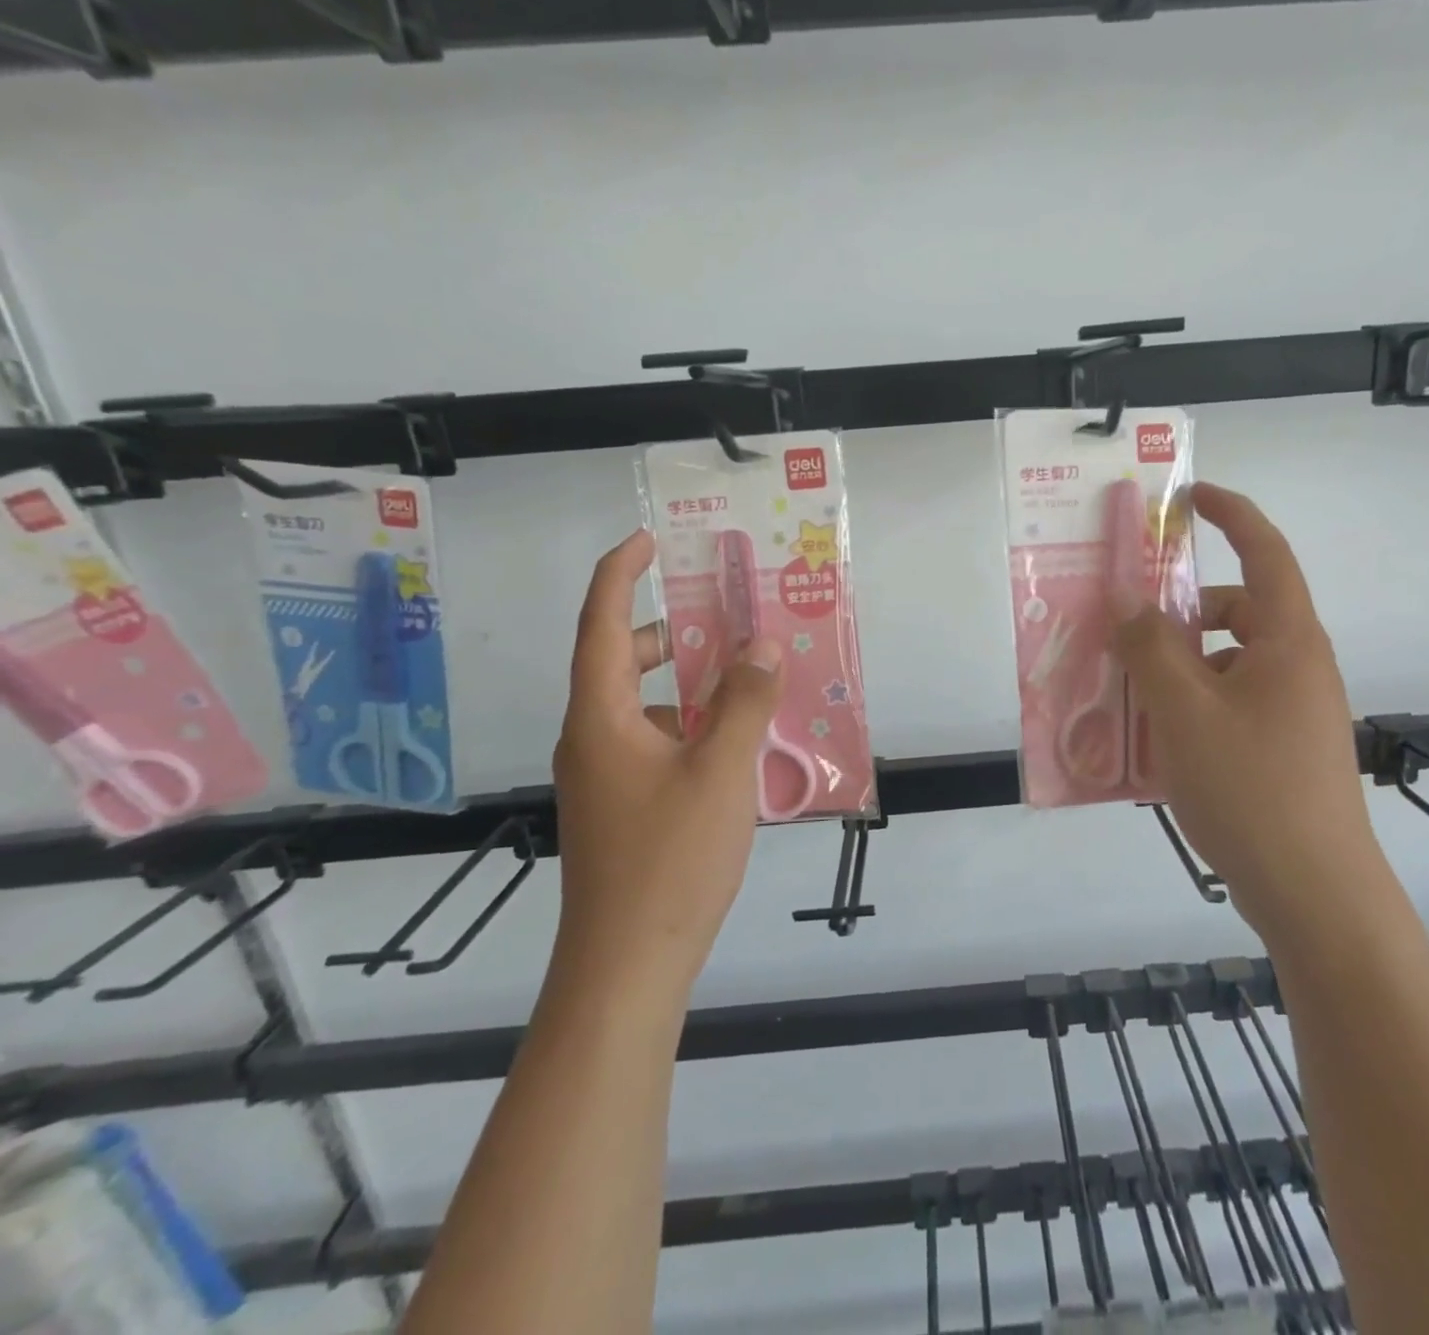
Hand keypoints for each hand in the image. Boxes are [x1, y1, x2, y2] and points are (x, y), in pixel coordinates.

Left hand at [551, 530, 782, 985]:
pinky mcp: (621, 806)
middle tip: (723, 615)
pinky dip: (690, 726)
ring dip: (688, 684)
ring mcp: (603, 777)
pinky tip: (735, 744)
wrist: (627, 966)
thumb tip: (760, 645)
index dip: (620, 575)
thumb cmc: (671, 859)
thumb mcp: (721, 771)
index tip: (646, 539)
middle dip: (671, 632)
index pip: (603, 625)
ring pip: (642, 707)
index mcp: (602, 718)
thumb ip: (743, 701)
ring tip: (745, 680)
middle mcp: (592, 739)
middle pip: (623, 662)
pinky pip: (654, 743)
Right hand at [1112, 484, 1373, 914]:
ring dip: (1176, 667)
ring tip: (1125, 696)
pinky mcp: (1280, 751)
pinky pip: (1226, 706)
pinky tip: (1151, 744)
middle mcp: (1296, 666)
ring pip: (1225, 664)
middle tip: (1125, 630)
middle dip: (1180, 613)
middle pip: (1236, 612)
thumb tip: (1128, 605)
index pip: (1265, 552)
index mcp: (1287, 640)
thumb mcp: (1184, 710)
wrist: (1314, 895)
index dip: (1231, 514)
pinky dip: (1188, 707)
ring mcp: (1292, 712)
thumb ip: (1150, 647)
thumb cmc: (1251, 788)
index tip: (1189, 498)